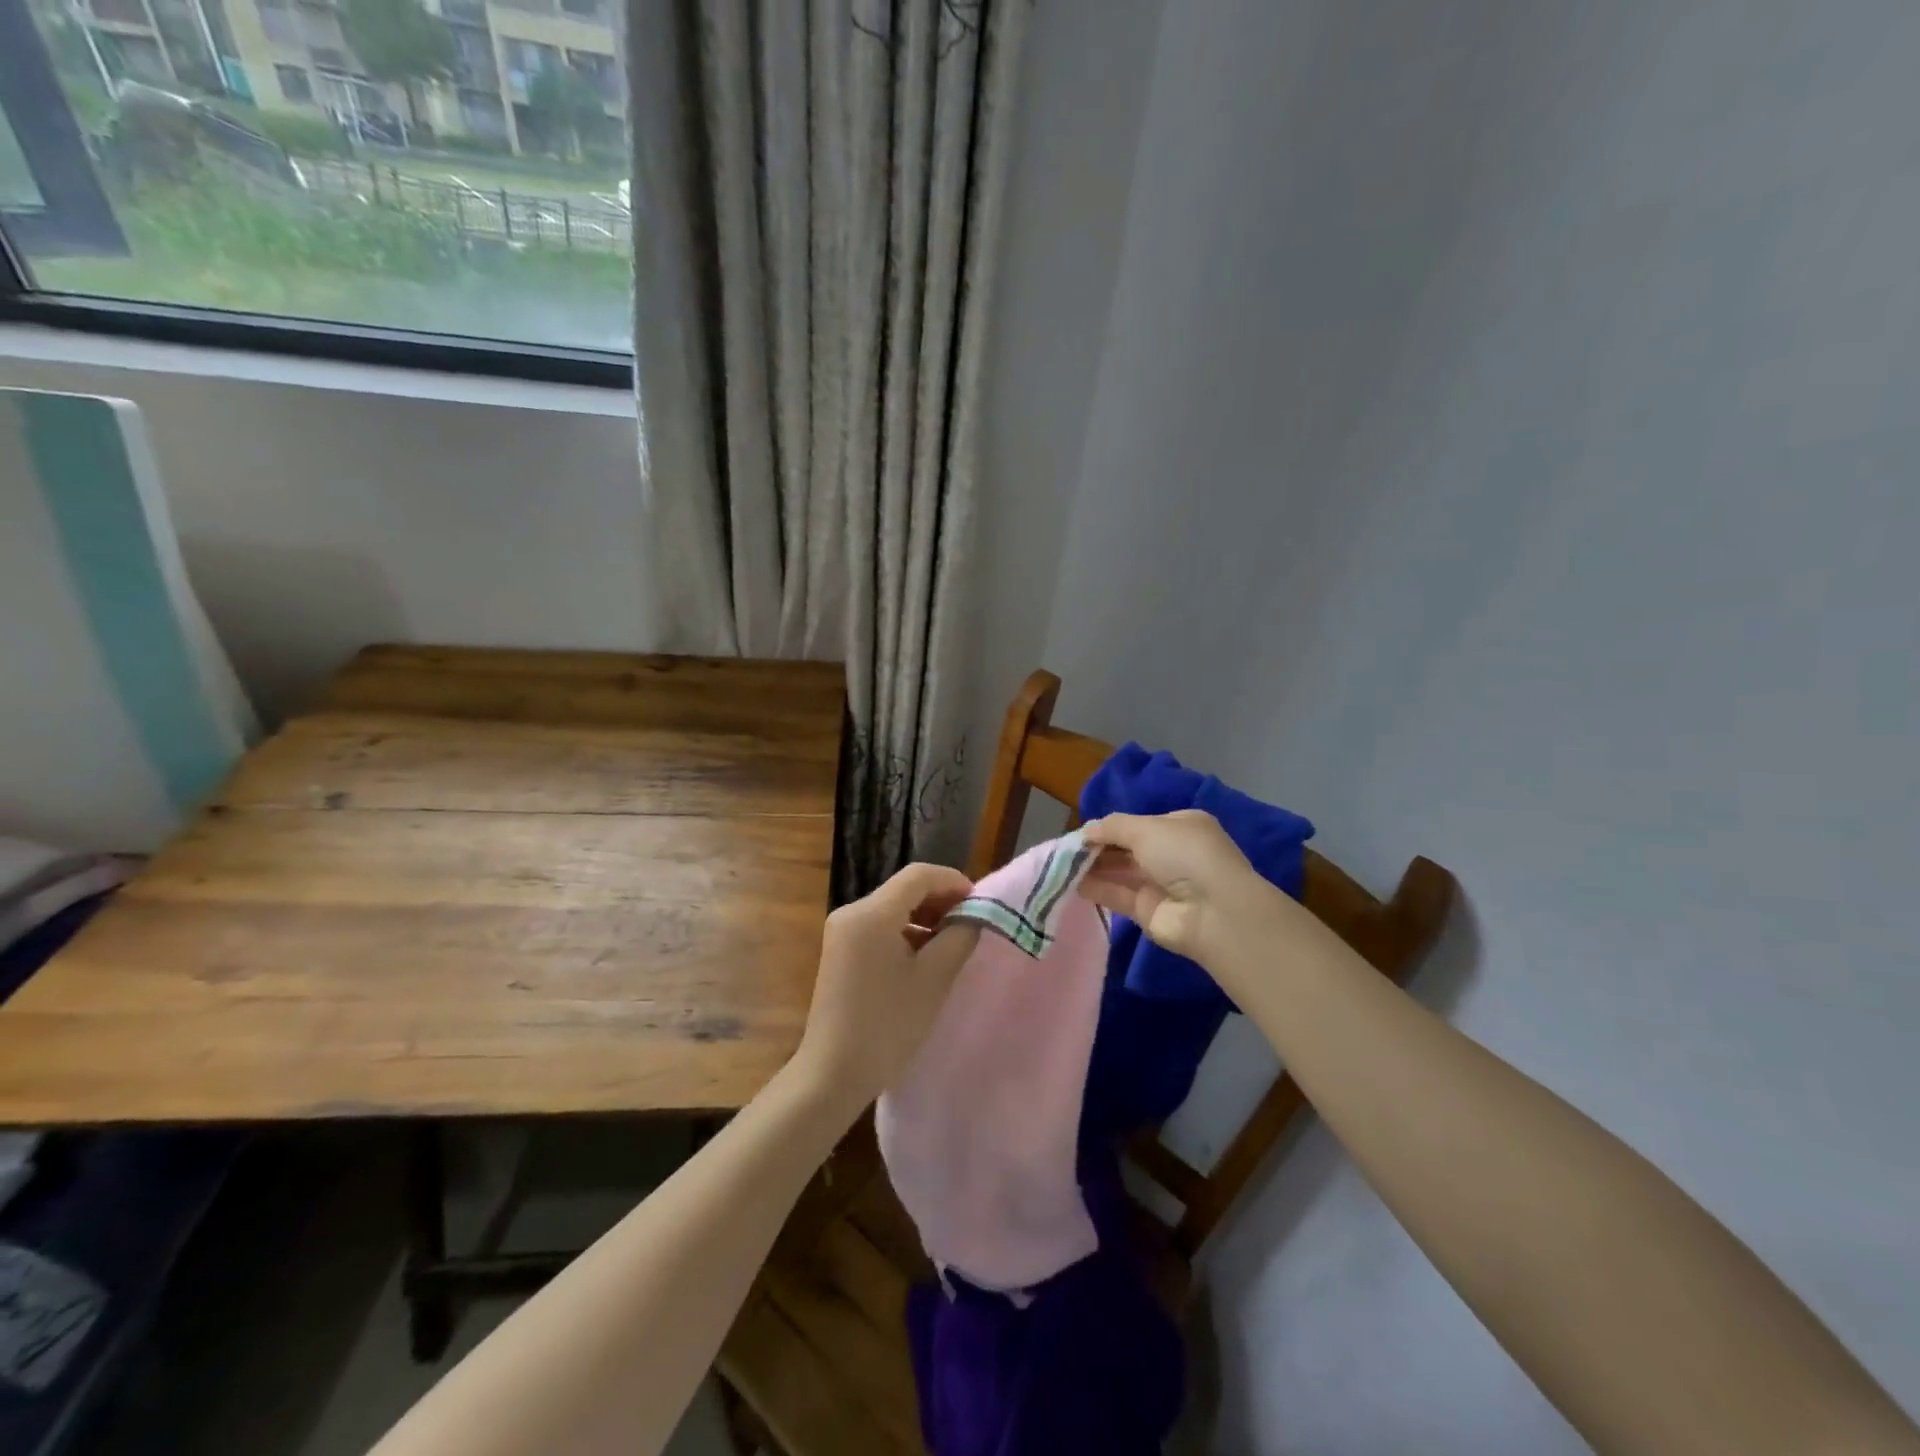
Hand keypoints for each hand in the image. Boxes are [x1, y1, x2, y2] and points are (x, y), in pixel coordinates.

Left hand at [791, 863, 979, 1120]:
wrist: (833, 1074)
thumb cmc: (888, 1025)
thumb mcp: (934, 979)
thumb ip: (959, 936)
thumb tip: (973, 916)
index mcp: (871, 913)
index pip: (919, 875)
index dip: (953, 882)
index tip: (980, 904)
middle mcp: (851, 912)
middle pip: (904, 889)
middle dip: (941, 900)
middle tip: (972, 923)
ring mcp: (842, 932)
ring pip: (892, 908)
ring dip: (925, 917)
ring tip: (953, 942)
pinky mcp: (840, 952)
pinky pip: (879, 927)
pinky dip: (906, 932)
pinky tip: (925, 958)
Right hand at [1078, 810, 1273, 964]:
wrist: (1214, 912)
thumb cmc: (1184, 855)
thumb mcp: (1146, 828)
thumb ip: (1112, 826)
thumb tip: (1086, 830)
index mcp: (1180, 826)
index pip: (1139, 824)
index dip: (1111, 827)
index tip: (1082, 832)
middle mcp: (1172, 854)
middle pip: (1127, 848)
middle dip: (1099, 847)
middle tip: (1067, 850)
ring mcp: (1161, 884)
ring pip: (1121, 872)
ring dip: (1093, 868)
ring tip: (1062, 865)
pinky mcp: (1148, 911)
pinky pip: (1118, 895)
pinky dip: (1097, 888)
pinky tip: (1073, 883)